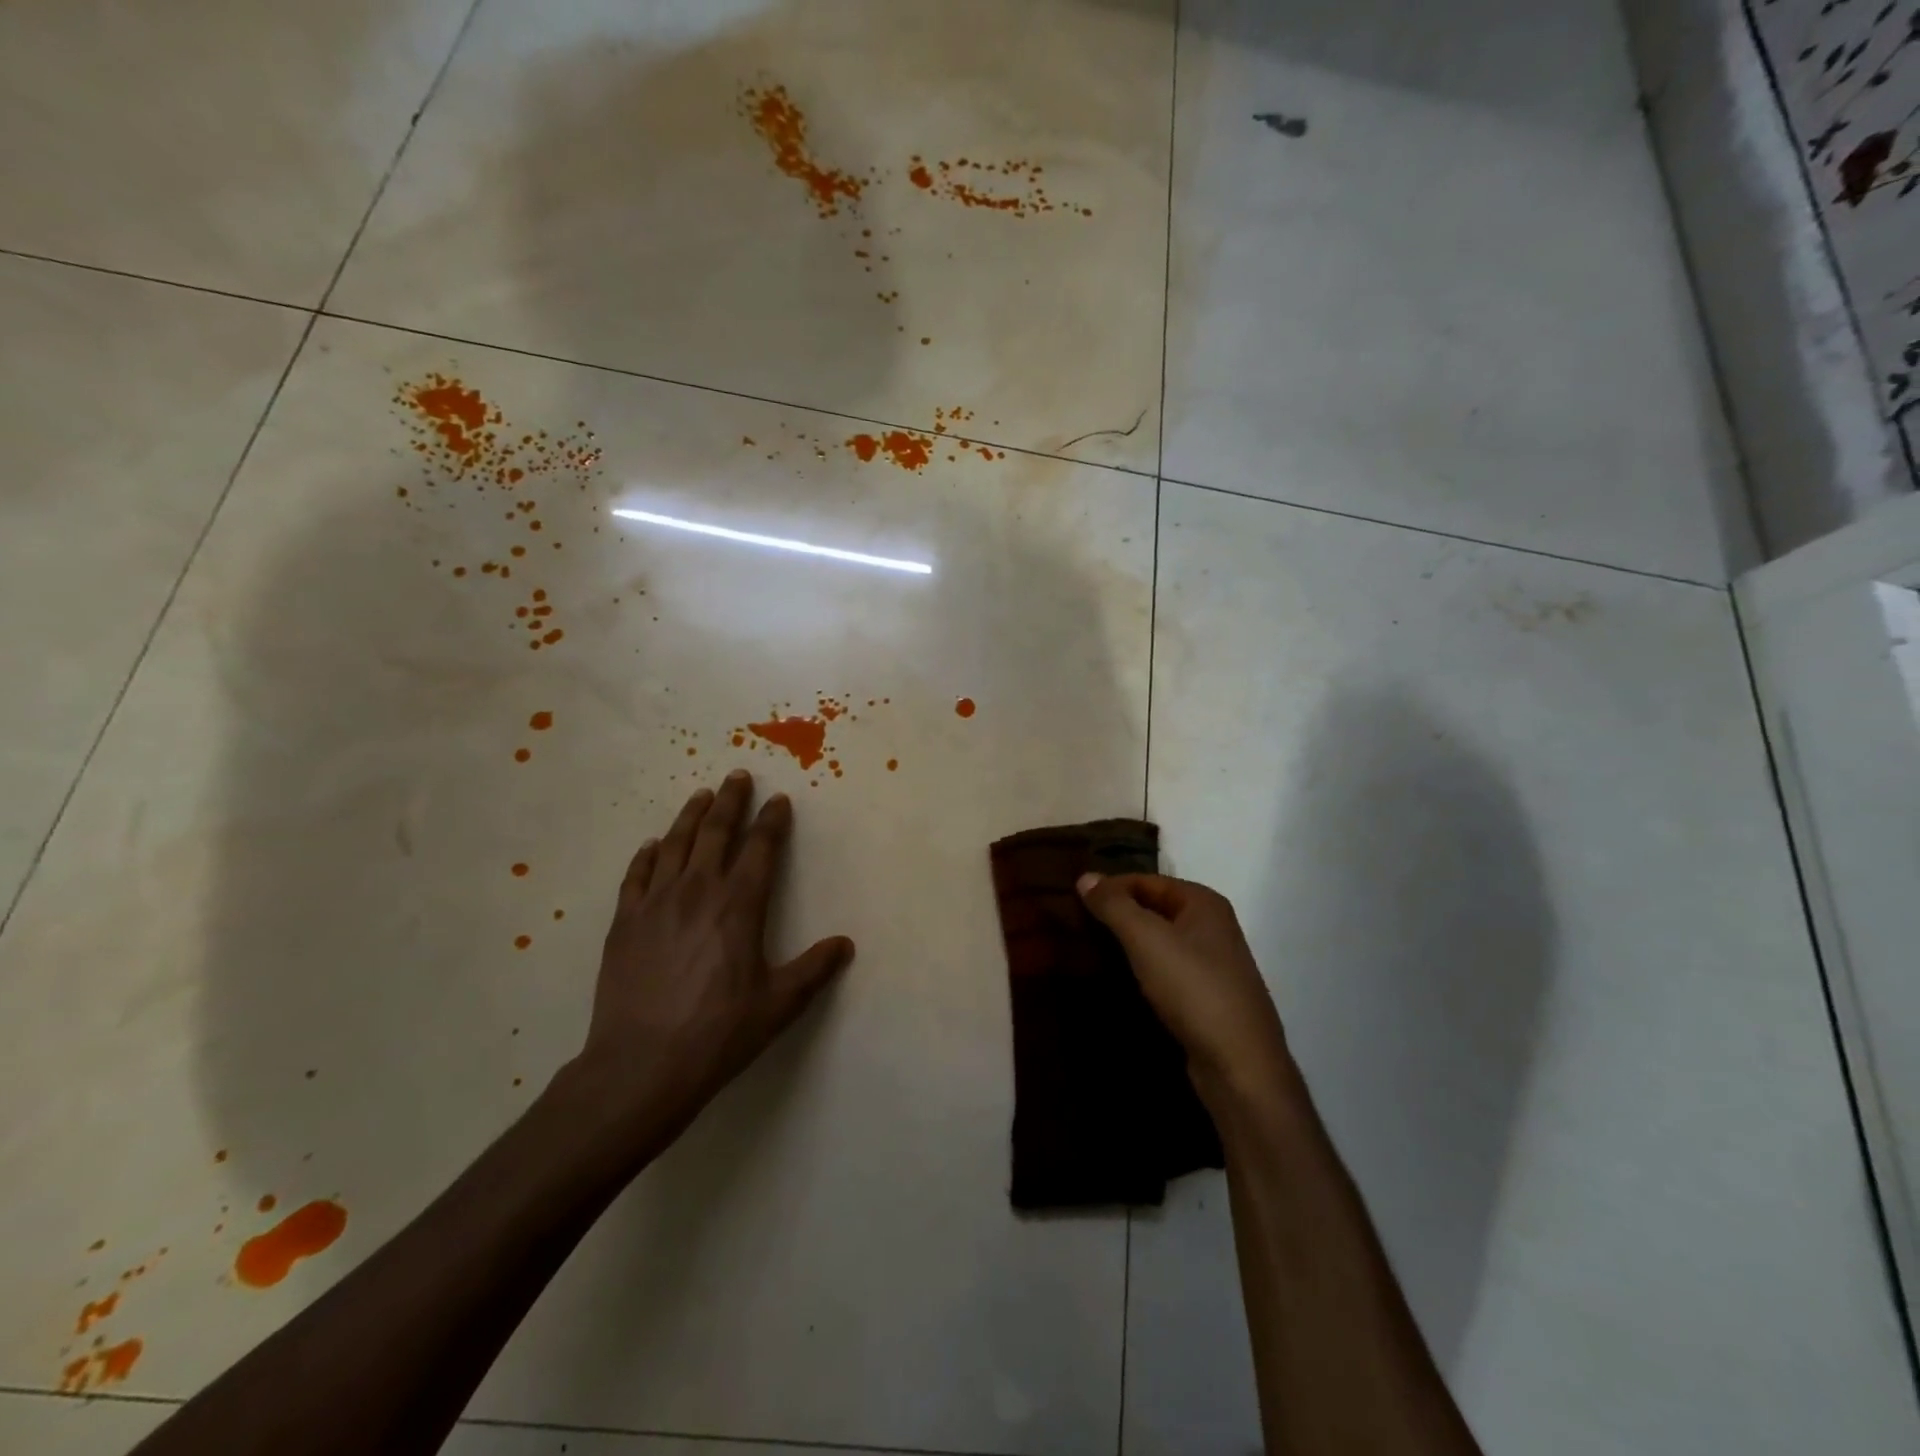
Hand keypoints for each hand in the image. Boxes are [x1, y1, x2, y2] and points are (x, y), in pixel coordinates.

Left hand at [572, 771, 854, 1140]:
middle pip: (717, 832)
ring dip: (691, 815)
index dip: (772, 821)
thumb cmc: (719, 1032)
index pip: (761, 848)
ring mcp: (656, 903)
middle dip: (732, 800)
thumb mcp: (779, 1005)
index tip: (779, 801)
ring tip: (702, 795)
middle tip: (739, 776)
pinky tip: (653, 845)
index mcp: (739, 905)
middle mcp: (698, 891)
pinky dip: (648, 854)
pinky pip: (637, 875)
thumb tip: (845, 944)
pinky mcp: (625, 922)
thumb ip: (814, 969)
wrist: (641, 1064)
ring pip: (676, 843)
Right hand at [1078, 872, 1292, 1105]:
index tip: (1074, 900)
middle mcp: (1213, 926)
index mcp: (1204, 902)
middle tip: (1077, 923)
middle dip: (1119, 914)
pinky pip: (1167, 969)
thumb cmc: (1193, 988)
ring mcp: (1213, 963)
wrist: (1239, 1065)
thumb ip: (1114, 905)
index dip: (1111, 887)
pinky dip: (1143, 968)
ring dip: (1129, 943)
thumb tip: (1085, 877)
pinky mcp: (1208, 997)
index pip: (1147, 880)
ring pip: (1161, 941)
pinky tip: (1121, 979)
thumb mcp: (1146, 939)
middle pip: (1155, 908)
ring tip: (1091, 949)